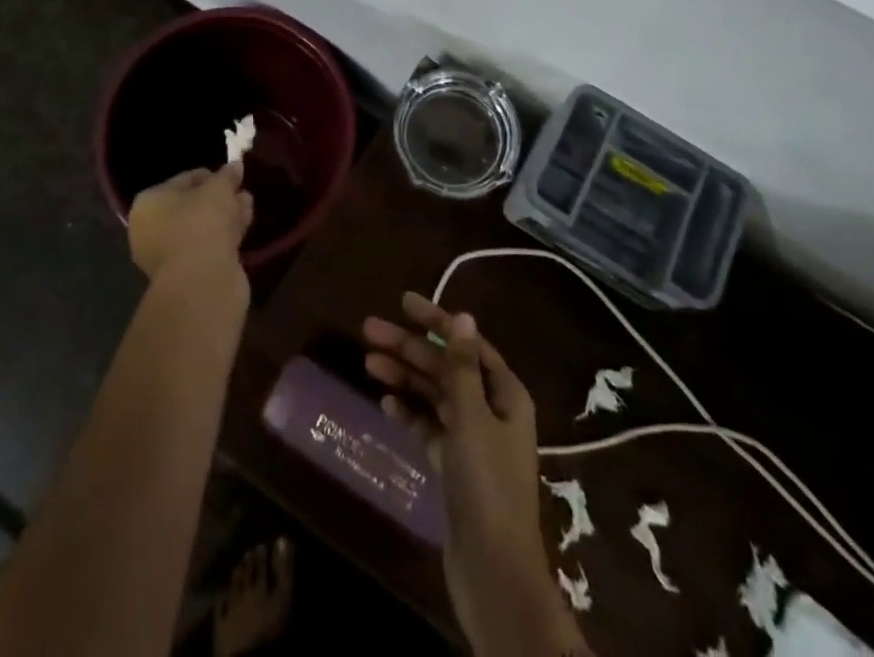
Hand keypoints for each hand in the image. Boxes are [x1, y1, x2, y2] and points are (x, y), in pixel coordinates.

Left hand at [127, 163, 253, 284]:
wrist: (201, 281)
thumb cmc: (202, 222)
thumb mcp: (219, 188)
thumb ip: (227, 175)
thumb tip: (235, 165)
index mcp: (148, 204)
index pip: (182, 180)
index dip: (209, 176)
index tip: (230, 175)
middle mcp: (150, 229)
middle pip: (191, 206)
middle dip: (218, 198)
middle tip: (240, 191)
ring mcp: (167, 256)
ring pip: (201, 228)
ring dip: (224, 216)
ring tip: (247, 205)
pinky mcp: (186, 275)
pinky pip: (207, 246)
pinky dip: (224, 236)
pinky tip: (244, 226)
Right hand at [364, 293, 587, 656]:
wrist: (492, 572)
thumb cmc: (487, 485)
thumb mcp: (472, 418)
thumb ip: (462, 367)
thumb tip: (462, 316)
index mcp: (505, 394)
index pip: (467, 343)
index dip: (436, 321)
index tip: (403, 302)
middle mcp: (490, 410)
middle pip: (446, 368)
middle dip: (410, 347)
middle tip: (369, 330)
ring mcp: (472, 440)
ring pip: (434, 396)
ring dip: (404, 378)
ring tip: (368, 362)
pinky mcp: (455, 468)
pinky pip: (429, 428)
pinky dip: (410, 415)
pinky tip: (386, 405)